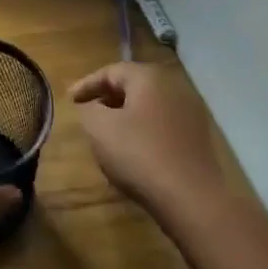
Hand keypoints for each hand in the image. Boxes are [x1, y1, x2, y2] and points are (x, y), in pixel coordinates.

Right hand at [71, 61, 227, 223]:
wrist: (190, 197)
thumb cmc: (139, 154)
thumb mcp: (99, 128)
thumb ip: (88, 109)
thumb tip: (91, 106)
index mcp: (149, 78)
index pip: (111, 71)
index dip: (86, 84)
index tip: (69, 100)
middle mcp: (174, 87)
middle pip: (133, 84)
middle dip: (107, 96)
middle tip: (86, 111)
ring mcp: (190, 112)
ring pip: (149, 104)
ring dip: (125, 113)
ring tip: (106, 130)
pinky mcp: (197, 136)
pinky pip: (162, 122)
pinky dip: (143, 127)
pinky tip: (132, 147)